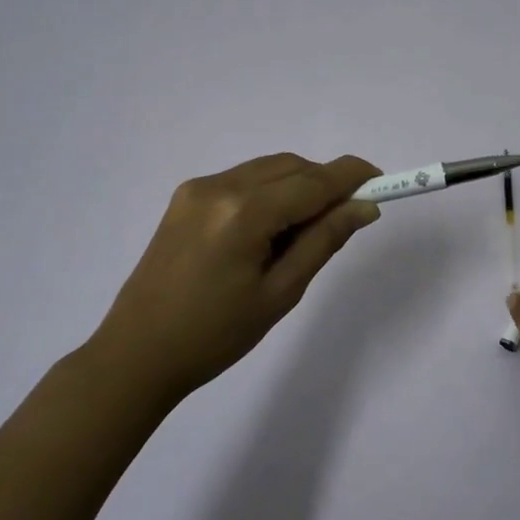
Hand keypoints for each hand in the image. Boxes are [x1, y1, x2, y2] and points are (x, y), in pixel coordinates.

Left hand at [92, 153, 382, 400]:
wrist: (137, 353)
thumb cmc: (215, 335)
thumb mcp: (280, 293)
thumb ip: (324, 241)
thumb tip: (365, 207)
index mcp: (244, 212)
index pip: (313, 180)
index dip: (352, 177)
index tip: (383, 182)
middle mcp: (219, 185)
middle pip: (291, 166)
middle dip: (325, 183)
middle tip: (346, 219)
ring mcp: (197, 188)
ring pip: (267, 169)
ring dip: (297, 186)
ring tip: (304, 233)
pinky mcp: (185, 197)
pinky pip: (243, 179)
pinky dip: (269, 192)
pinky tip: (270, 230)